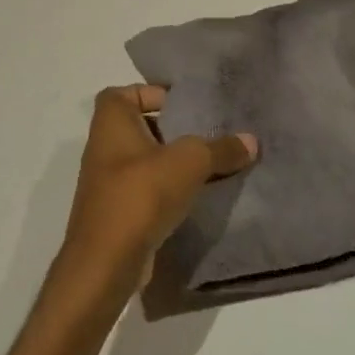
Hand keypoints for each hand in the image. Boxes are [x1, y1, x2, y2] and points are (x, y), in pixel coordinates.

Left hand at [53, 85, 257, 305]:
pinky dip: (168, 190)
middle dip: (173, 129)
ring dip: (173, 163)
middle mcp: (104, 147)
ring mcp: (108, 182)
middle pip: (141, 127)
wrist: (106, 262)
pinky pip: (147, 190)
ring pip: (146, 161)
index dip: (154, 93)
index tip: (186, 105)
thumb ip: (220, 148)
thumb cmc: (140, 194)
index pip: (126, 93)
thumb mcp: (189, 162)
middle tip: (207, 133)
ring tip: (210, 165)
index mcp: (111, 122)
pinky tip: (197, 197)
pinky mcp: (118, 212)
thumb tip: (251, 141)